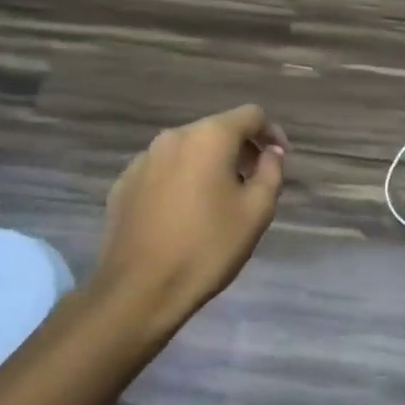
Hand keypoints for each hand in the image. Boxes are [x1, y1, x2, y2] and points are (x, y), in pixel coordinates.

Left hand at [92, 105, 287, 326]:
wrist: (138, 290)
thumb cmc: (206, 248)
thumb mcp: (256, 212)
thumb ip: (271, 172)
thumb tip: (270, 152)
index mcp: (208, 137)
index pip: (250, 115)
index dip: (271, 132)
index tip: (280, 158)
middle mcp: (173, 137)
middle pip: (216, 130)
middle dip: (240, 149)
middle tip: (254, 182)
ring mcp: (143, 159)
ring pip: (188, 150)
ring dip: (209, 165)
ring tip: (219, 200)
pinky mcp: (123, 183)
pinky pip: (163, 170)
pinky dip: (181, 180)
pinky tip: (184, 213)